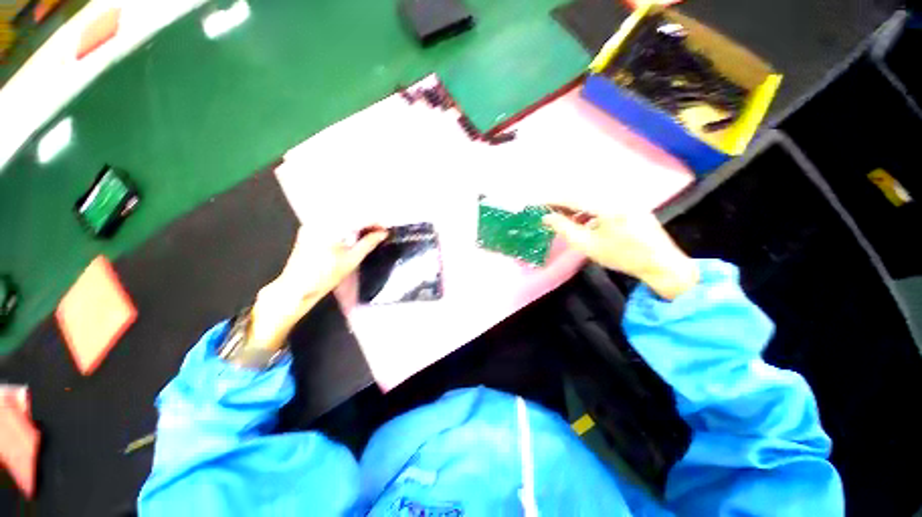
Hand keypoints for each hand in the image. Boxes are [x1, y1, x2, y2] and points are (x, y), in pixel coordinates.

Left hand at [246, 226, 387, 353]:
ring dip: (356, 223)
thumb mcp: (352, 260)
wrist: (296, 288)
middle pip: (348, 214)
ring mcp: (312, 224)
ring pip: (340, 217)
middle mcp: (319, 221)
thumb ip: (369, 243)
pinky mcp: (308, 230)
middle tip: (379, 230)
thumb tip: (383, 233)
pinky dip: (344, 226)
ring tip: (369, 232)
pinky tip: (353, 234)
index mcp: (330, 227)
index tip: (385, 228)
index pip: (357, 217)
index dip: (373, 221)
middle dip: (366, 221)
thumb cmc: (325, 276)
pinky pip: (331, 222)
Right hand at [543, 205, 698, 299]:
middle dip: (561, 201)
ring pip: (591, 196)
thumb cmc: (622, 256)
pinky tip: (581, 219)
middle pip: (580, 193)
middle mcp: (617, 194)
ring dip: (574, 205)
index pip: (572, 197)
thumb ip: (565, 228)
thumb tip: (546, 217)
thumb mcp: (588, 245)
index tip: (536, 203)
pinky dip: (587, 207)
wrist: (661, 263)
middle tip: (546, 210)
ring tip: (561, 217)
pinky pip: (602, 200)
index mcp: (607, 205)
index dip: (552, 200)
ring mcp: (625, 197)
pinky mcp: (629, 202)